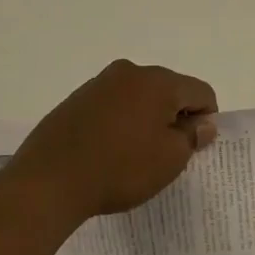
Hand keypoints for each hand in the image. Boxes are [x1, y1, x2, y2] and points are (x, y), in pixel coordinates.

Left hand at [9, 60, 218, 222]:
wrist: (48, 181)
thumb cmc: (120, 169)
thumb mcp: (170, 159)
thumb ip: (193, 136)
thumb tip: (204, 123)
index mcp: (158, 81)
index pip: (201, 92)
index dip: (206, 120)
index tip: (193, 148)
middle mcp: (130, 72)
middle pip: (170, 90)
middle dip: (175, 117)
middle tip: (166, 154)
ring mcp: (99, 83)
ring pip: (140, 98)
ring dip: (147, 120)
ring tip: (134, 155)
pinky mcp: (76, 99)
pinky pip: (114, 106)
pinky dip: (121, 123)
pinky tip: (109, 151)